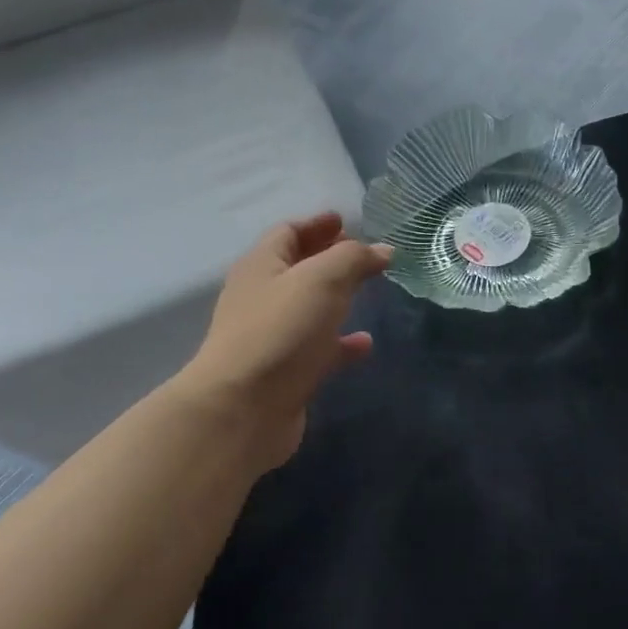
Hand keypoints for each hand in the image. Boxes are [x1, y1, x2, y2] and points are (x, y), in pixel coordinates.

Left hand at [171, 213, 390, 473]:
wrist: (245, 408)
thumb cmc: (281, 331)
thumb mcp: (322, 280)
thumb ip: (354, 259)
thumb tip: (383, 250)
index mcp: (261, 266)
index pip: (288, 233)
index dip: (317, 224)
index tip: (345, 220)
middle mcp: (262, 298)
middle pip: (298, 269)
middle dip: (330, 258)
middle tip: (365, 254)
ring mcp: (273, 337)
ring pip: (310, 309)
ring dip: (338, 299)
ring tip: (371, 293)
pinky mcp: (287, 373)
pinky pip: (320, 349)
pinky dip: (342, 343)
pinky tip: (366, 343)